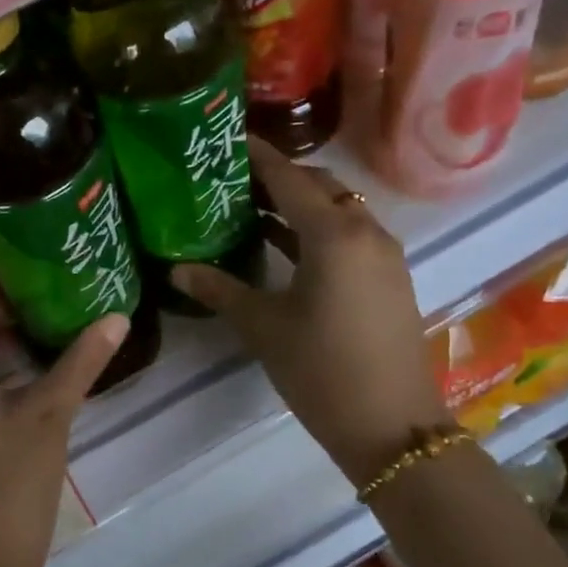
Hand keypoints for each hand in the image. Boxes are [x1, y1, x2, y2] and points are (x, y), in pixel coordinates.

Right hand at [172, 139, 449, 482]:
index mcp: (334, 235)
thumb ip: (219, 290)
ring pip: (340, 210)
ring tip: (253, 209)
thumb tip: (177, 270)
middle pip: (321, 186)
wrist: (391, 426)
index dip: (259, 157)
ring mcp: (385, 256)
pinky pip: (352, 235)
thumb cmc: (320, 369)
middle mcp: (366, 232)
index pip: (290, 178)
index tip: (231, 140)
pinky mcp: (390, 278)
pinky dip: (319, 229)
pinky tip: (286, 247)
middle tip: (236, 181)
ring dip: (301, 204)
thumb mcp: (263, 326)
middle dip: (281, 177)